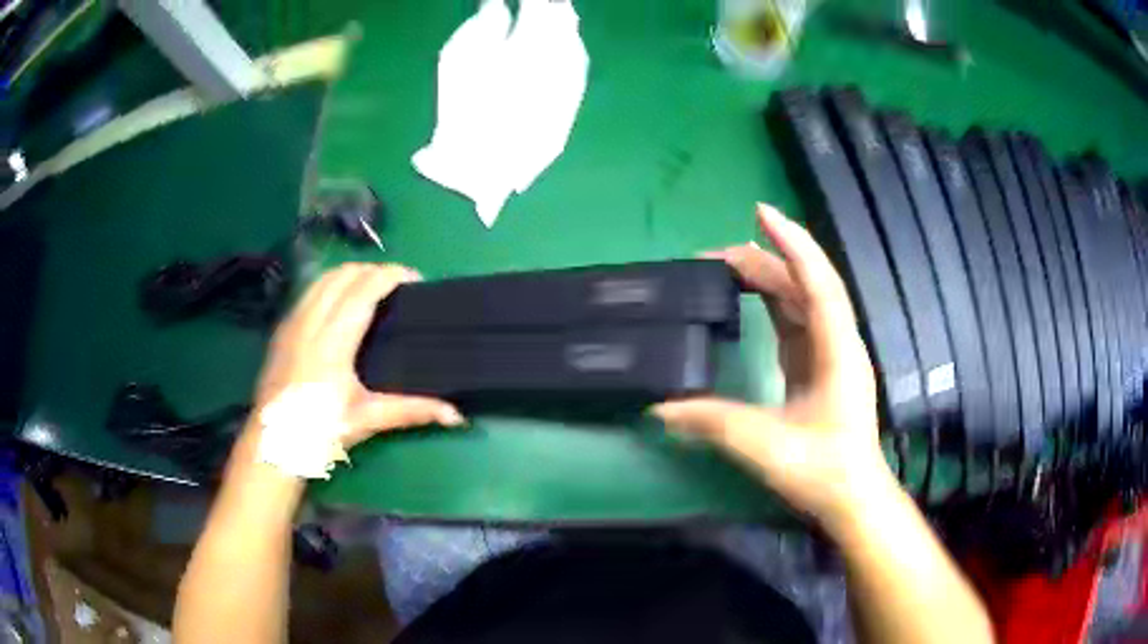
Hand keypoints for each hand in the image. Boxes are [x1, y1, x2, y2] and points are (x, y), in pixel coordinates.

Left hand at [255, 263, 463, 446]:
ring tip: (370, 287)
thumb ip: (412, 410)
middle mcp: (310, 322)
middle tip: (397, 285)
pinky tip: (339, 305)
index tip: (415, 278)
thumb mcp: (367, 420)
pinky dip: (330, 285)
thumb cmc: (320, 433)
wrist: (273, 445)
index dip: (391, 275)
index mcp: (333, 341)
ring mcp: (291, 323)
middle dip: (373, 270)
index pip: (363, 289)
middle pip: (343, 275)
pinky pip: (309, 292)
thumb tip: (456, 415)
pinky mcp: (281, 331)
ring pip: (322, 279)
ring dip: (349, 274)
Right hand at [653, 204, 895, 528]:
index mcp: (838, 351)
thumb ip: (715, 424)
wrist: (853, 498)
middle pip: (805, 286)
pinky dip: (774, 302)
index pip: (818, 283)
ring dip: (768, 279)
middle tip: (715, 254)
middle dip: (765, 260)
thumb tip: (660, 409)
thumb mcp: (768, 448)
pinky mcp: (820, 367)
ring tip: (726, 267)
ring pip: (801, 301)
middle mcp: (838, 343)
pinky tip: (751, 299)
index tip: (761, 212)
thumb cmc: (823, 471)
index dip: (793, 244)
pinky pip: (797, 321)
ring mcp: (830, 354)